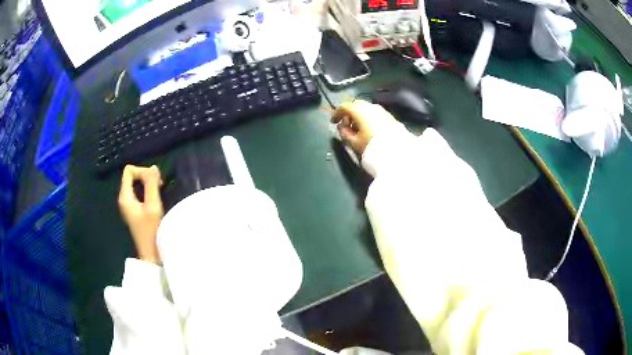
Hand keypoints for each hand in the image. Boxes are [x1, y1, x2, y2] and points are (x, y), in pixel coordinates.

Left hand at [118, 165, 163, 263]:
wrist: (151, 254)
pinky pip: (138, 192)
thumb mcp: (153, 205)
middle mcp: (123, 198)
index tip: (155, 181)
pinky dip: (147, 191)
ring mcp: (128, 205)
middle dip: (145, 177)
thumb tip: (153, 167)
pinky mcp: (133, 210)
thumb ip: (152, 184)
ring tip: (159, 191)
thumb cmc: (151, 231)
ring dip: (147, 184)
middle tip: (160, 186)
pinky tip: (155, 199)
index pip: (129, 170)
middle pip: (131, 176)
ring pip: (135, 184)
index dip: (142, 171)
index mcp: (125, 196)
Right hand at [331, 100, 398, 155]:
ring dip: (359, 115)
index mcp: (360, 111)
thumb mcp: (354, 143)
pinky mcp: (390, 117)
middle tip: (345, 123)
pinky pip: (375, 114)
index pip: (345, 107)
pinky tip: (368, 129)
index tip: (333, 122)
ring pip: (366, 108)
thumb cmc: (372, 146)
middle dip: (349, 113)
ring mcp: (382, 111)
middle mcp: (371, 107)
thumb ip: (344, 133)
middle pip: (356, 105)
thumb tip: (342, 127)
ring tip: (357, 128)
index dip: (337, 113)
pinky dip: (368, 118)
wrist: (397, 152)